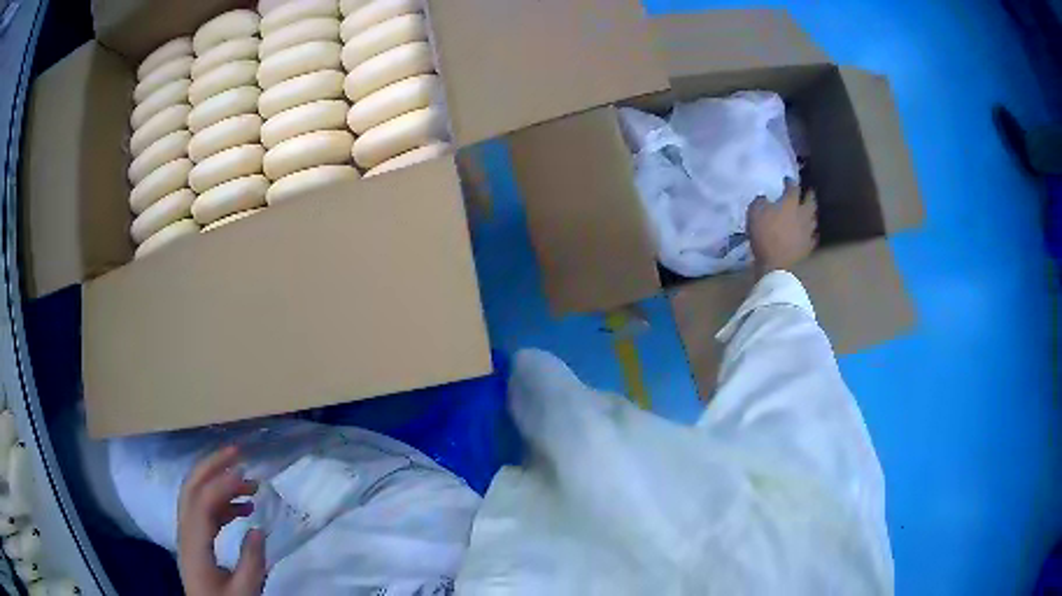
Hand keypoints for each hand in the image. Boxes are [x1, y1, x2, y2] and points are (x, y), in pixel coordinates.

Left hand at [178, 446, 265, 595]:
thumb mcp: (244, 592)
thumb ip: (251, 563)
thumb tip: (258, 529)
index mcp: (194, 545)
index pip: (202, 503)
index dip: (221, 484)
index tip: (245, 473)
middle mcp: (186, 533)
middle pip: (191, 489)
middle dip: (211, 466)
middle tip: (237, 452)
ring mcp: (188, 535)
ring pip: (196, 496)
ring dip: (218, 482)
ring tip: (248, 483)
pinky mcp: (195, 540)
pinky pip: (203, 511)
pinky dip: (221, 502)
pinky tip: (243, 508)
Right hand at [748, 180, 817, 278]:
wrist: (775, 263)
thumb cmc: (764, 234)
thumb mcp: (754, 212)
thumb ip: (760, 201)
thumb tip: (764, 198)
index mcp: (790, 203)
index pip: (793, 187)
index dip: (790, 182)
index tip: (787, 180)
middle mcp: (802, 214)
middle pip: (810, 202)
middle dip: (810, 195)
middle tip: (809, 192)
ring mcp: (807, 231)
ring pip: (814, 219)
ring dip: (812, 213)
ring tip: (810, 211)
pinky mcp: (808, 246)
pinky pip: (813, 237)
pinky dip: (812, 233)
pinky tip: (811, 233)